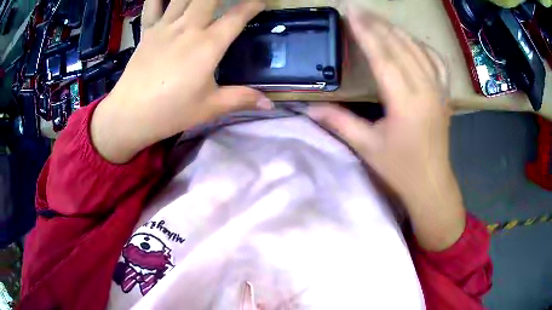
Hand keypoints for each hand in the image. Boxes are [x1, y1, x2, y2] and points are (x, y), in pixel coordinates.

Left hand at [91, 0, 270, 163]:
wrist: (129, 115)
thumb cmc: (171, 112)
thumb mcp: (210, 107)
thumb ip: (242, 99)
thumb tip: (271, 104)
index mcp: (207, 45)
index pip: (237, 16)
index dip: (252, 5)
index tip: (261, 2)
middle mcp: (188, 28)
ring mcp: (165, 27)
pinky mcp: (147, 32)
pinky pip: (153, 5)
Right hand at [308, 9, 464, 250]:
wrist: (432, 183)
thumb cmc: (400, 169)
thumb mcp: (367, 147)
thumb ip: (339, 122)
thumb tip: (310, 107)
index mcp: (405, 102)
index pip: (383, 56)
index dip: (365, 32)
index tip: (351, 12)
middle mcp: (425, 89)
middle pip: (400, 46)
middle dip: (378, 24)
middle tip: (359, 8)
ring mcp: (439, 90)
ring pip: (418, 49)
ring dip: (397, 31)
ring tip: (379, 19)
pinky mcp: (445, 94)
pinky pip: (437, 61)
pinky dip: (422, 46)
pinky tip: (412, 40)